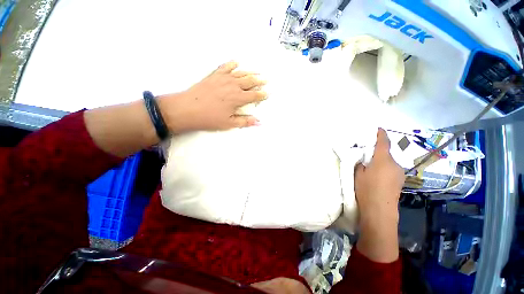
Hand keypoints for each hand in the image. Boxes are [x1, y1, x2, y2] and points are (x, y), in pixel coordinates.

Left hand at [158, 61, 266, 133]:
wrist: (187, 108)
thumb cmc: (209, 118)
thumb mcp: (229, 123)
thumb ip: (245, 121)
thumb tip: (258, 122)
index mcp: (238, 98)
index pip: (254, 95)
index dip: (262, 95)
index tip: (267, 93)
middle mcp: (233, 86)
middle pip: (250, 82)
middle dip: (259, 81)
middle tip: (266, 80)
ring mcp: (223, 78)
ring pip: (241, 73)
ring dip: (250, 72)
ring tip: (257, 72)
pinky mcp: (214, 75)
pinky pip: (225, 67)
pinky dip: (232, 64)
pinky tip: (236, 63)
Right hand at [355, 128, 404, 218]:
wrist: (380, 211)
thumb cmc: (367, 190)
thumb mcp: (358, 174)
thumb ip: (361, 163)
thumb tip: (364, 160)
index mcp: (383, 160)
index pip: (384, 143)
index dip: (381, 134)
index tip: (378, 129)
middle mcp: (395, 164)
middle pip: (386, 153)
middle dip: (378, 151)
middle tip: (366, 152)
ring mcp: (399, 173)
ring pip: (389, 162)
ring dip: (381, 160)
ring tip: (371, 165)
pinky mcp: (400, 181)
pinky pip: (391, 169)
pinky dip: (385, 168)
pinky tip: (377, 175)